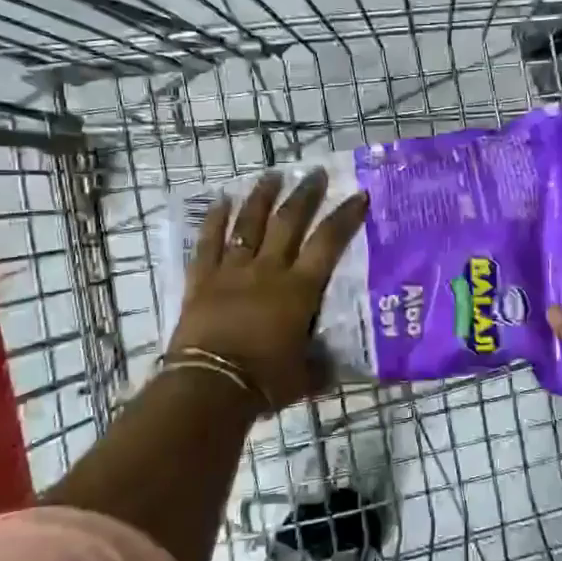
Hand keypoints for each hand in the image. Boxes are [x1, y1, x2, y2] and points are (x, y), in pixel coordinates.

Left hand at [169, 168, 368, 411]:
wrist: (210, 387)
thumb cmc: (265, 382)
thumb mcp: (305, 377)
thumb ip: (321, 365)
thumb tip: (333, 363)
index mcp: (299, 290)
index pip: (328, 244)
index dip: (345, 217)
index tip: (359, 196)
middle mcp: (268, 270)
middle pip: (288, 222)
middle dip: (305, 194)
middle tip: (315, 173)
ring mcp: (232, 271)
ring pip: (248, 223)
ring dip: (262, 196)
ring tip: (272, 174)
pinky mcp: (202, 280)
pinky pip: (208, 242)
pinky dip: (214, 220)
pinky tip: (220, 200)